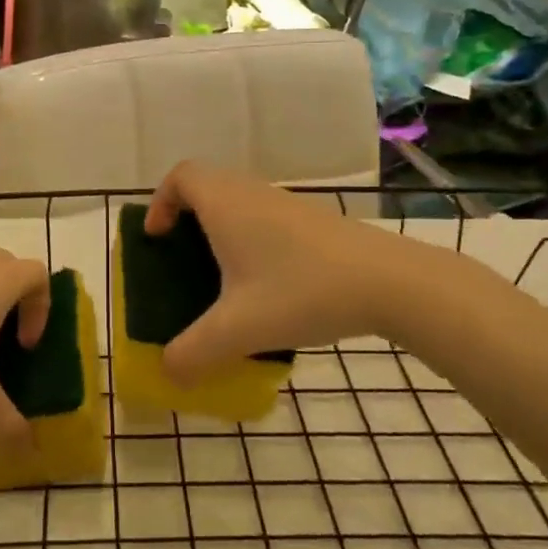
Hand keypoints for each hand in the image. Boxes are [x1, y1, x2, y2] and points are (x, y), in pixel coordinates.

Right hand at [145, 161, 387, 381]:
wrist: (389, 282)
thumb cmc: (301, 292)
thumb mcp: (237, 330)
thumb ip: (192, 353)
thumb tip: (167, 372)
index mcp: (225, 204)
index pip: (180, 176)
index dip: (160, 202)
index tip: (158, 239)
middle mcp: (252, 193)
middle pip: (208, 186)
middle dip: (187, 218)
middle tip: (182, 260)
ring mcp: (287, 204)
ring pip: (239, 202)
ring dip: (222, 230)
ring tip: (222, 279)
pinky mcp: (314, 221)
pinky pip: (266, 217)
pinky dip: (252, 239)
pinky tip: (266, 286)